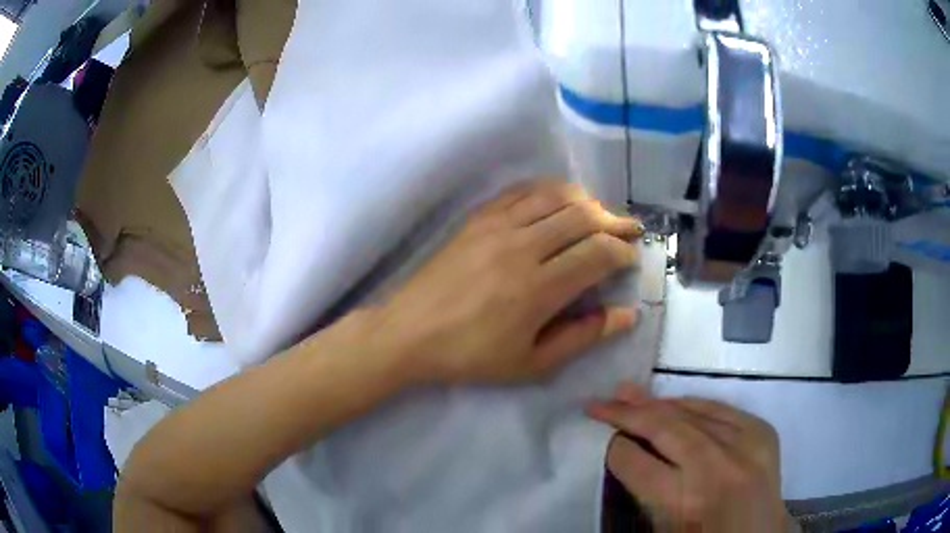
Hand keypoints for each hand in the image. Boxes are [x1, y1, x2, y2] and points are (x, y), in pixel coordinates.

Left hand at [372, 179, 642, 384]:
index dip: (623, 252)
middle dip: (615, 221)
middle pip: (582, 216)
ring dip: (586, 201)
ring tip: (600, 214)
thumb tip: (626, 315)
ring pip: (555, 195)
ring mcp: (496, 226)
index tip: (631, 259)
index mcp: (537, 289)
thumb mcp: (531, 363)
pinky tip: (559, 200)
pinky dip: (549, 190)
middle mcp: (521, 247)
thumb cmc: (471, 356)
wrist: (410, 333)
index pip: (598, 253)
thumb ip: (583, 337)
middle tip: (629, 230)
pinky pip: (521, 191)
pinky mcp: (477, 218)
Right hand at [589, 383, 794, 531]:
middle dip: (627, 413)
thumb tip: (625, 446)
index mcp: (685, 501)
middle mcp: (716, 467)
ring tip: (630, 393)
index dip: (615, 448)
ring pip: (692, 411)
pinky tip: (674, 401)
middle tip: (601, 402)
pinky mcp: (762, 431)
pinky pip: (720, 407)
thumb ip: (645, 487)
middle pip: (664, 428)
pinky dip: (693, 403)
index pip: (636, 462)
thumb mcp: (664, 526)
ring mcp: (745, 443)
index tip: (604, 438)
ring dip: (657, 403)